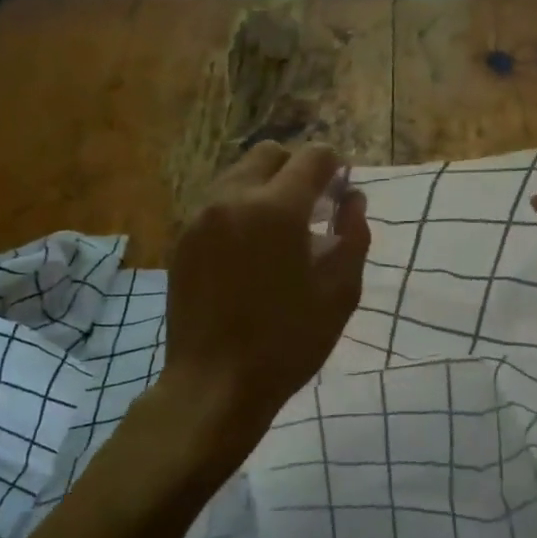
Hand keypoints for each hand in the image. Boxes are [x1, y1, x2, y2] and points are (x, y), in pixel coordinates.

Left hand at [163, 141, 368, 428]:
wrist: (215, 383)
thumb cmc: (288, 342)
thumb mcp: (340, 293)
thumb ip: (353, 236)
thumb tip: (353, 200)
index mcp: (277, 209)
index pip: (312, 157)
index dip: (335, 167)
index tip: (342, 192)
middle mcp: (233, 199)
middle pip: (269, 154)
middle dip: (297, 169)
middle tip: (314, 209)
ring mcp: (201, 218)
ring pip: (238, 175)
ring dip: (267, 187)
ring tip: (282, 232)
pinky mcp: (183, 240)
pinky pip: (217, 203)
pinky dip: (241, 209)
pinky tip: (252, 251)